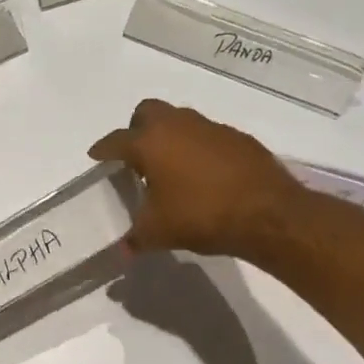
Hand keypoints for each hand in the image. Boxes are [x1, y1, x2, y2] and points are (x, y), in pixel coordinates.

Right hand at [88, 100, 302, 255]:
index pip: (116, 140)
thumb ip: (135, 238)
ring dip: (170, 137)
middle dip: (136, 128)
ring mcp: (211, 128)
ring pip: (180, 120)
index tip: (96, 156)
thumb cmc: (200, 216)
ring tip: (168, 167)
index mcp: (150, 143)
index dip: (103, 150)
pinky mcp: (238, 138)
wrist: (267, 213)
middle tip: (135, 155)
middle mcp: (178, 126)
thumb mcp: (157, 232)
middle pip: (148, 112)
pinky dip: (198, 149)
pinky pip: (207, 136)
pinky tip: (202, 176)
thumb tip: (123, 251)